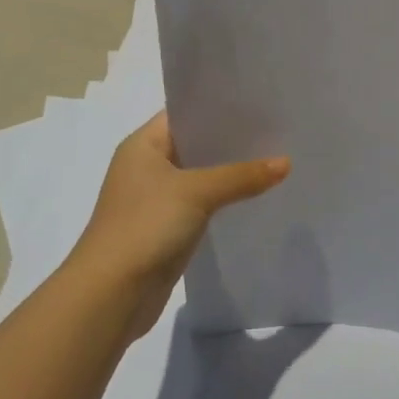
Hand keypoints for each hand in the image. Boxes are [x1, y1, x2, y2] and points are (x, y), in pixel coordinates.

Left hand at [69, 112, 289, 340]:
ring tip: (274, 161)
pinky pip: (200, 205)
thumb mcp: (196, 192)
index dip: (218, 109)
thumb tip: (286, 163)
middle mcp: (146, 167)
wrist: (112, 294)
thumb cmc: (145, 226)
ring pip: (199, 177)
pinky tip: (254, 198)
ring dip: (229, 174)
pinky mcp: (165, 229)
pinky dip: (222, 201)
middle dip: (230, 142)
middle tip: (276, 132)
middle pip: (194, 146)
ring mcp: (154, 200)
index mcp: (142, 145)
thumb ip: (241, 176)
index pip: (184, 114)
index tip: (258, 104)